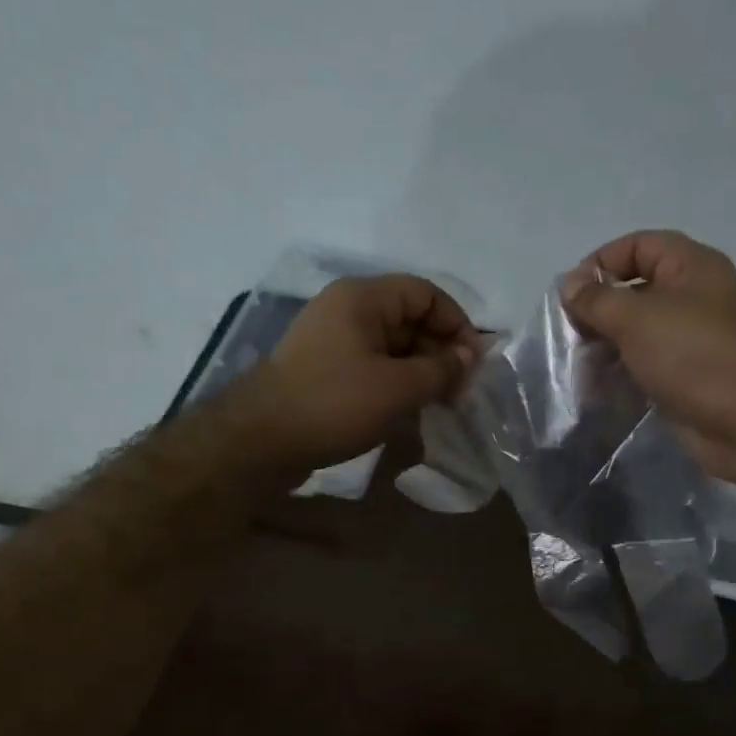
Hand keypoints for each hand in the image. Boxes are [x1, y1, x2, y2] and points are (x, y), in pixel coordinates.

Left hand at [237, 274, 479, 470]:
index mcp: (361, 299)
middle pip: (409, 320)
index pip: (424, 293)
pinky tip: (414, 413)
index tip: (475, 362)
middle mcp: (347, 312)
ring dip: (422, 373)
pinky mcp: (327, 374)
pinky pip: (374, 370)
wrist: (260, 442)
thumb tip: (469, 357)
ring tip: (444, 405)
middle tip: (463, 391)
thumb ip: (440, 369)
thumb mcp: (397, 387)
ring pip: (393, 348)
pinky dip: (398, 386)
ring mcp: (334, 344)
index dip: (456, 322)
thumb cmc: (333, 405)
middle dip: (441, 352)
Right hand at [562, 231, 735, 490]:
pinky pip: (647, 365)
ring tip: (579, 365)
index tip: (570, 296)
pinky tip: (598, 388)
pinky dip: (622, 373)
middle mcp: (694, 297)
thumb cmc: (695, 356)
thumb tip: (568, 284)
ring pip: (639, 332)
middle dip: (600, 310)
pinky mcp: (688, 377)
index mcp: (691, 267)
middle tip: (570, 335)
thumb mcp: (637, 319)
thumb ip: (597, 300)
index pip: (638, 246)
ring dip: (607, 345)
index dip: (601, 262)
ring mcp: (693, 340)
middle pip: (636, 290)